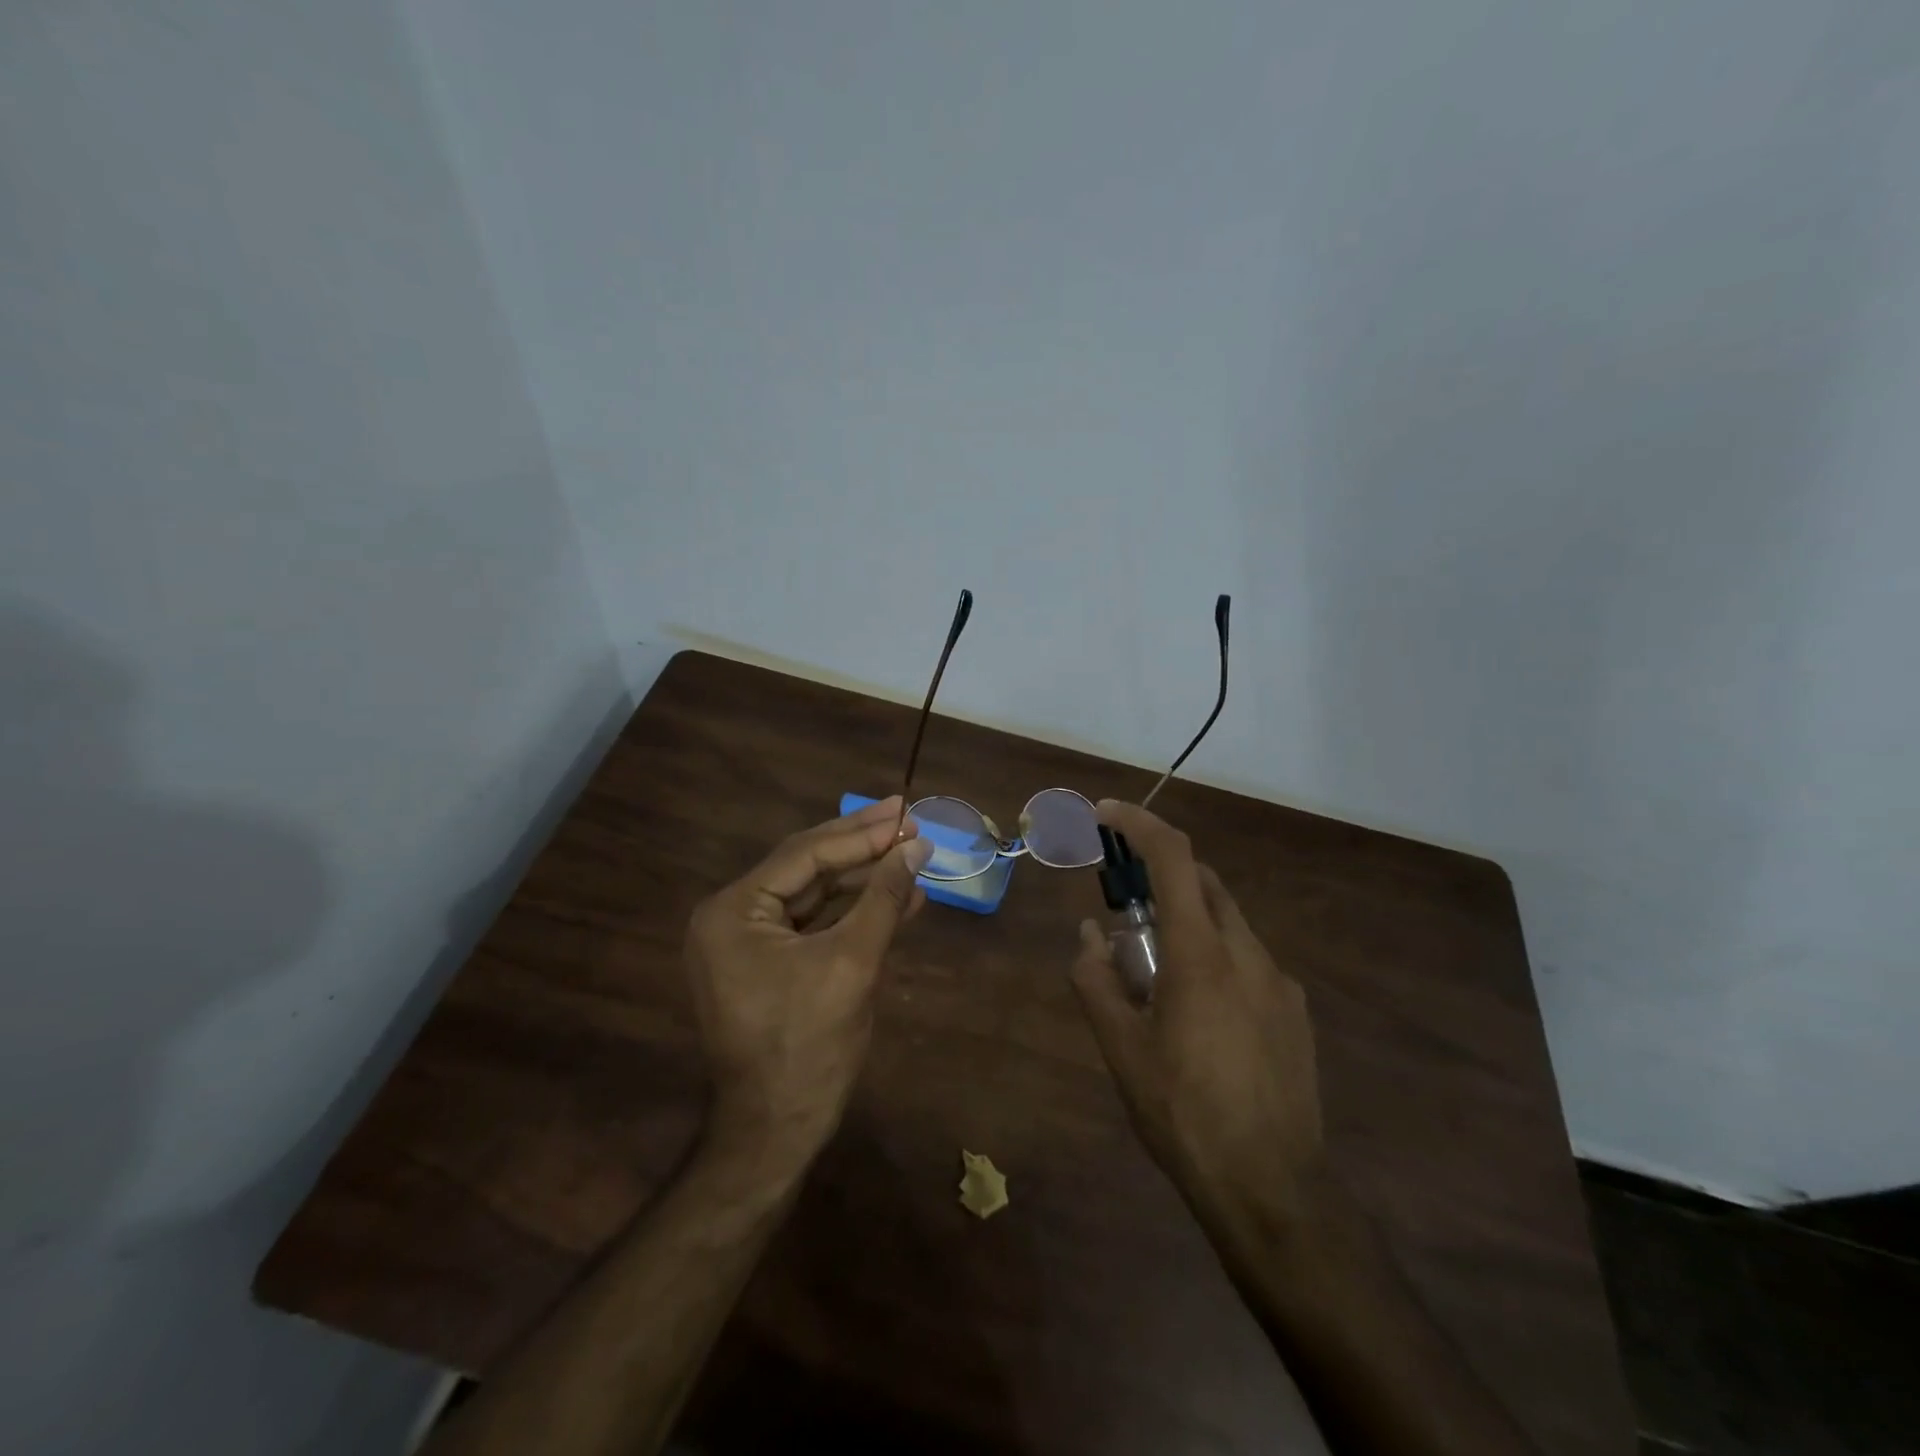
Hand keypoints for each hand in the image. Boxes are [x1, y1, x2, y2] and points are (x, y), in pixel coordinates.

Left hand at [686, 797, 932, 1169]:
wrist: (776, 1133)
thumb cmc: (808, 1046)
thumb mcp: (852, 964)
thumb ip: (883, 898)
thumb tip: (917, 847)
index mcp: (734, 911)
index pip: (805, 855)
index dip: (861, 833)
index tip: (906, 813)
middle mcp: (732, 917)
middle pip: (808, 867)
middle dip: (862, 845)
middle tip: (906, 815)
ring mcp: (749, 942)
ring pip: (815, 894)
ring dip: (864, 878)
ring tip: (912, 854)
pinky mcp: (770, 964)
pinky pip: (816, 924)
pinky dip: (855, 911)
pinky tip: (898, 897)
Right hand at [1069, 801, 1324, 1235]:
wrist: (1273, 1189)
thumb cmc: (1183, 1113)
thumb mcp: (1121, 1049)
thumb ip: (1096, 979)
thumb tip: (1089, 935)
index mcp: (1201, 953)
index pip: (1173, 858)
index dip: (1139, 824)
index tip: (1106, 814)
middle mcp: (1247, 952)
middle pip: (1204, 881)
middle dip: (1161, 875)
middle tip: (1124, 906)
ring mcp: (1279, 982)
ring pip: (1227, 922)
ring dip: (1187, 921)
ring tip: (1155, 974)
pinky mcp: (1296, 1011)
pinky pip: (1248, 960)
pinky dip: (1215, 956)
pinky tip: (1199, 1013)